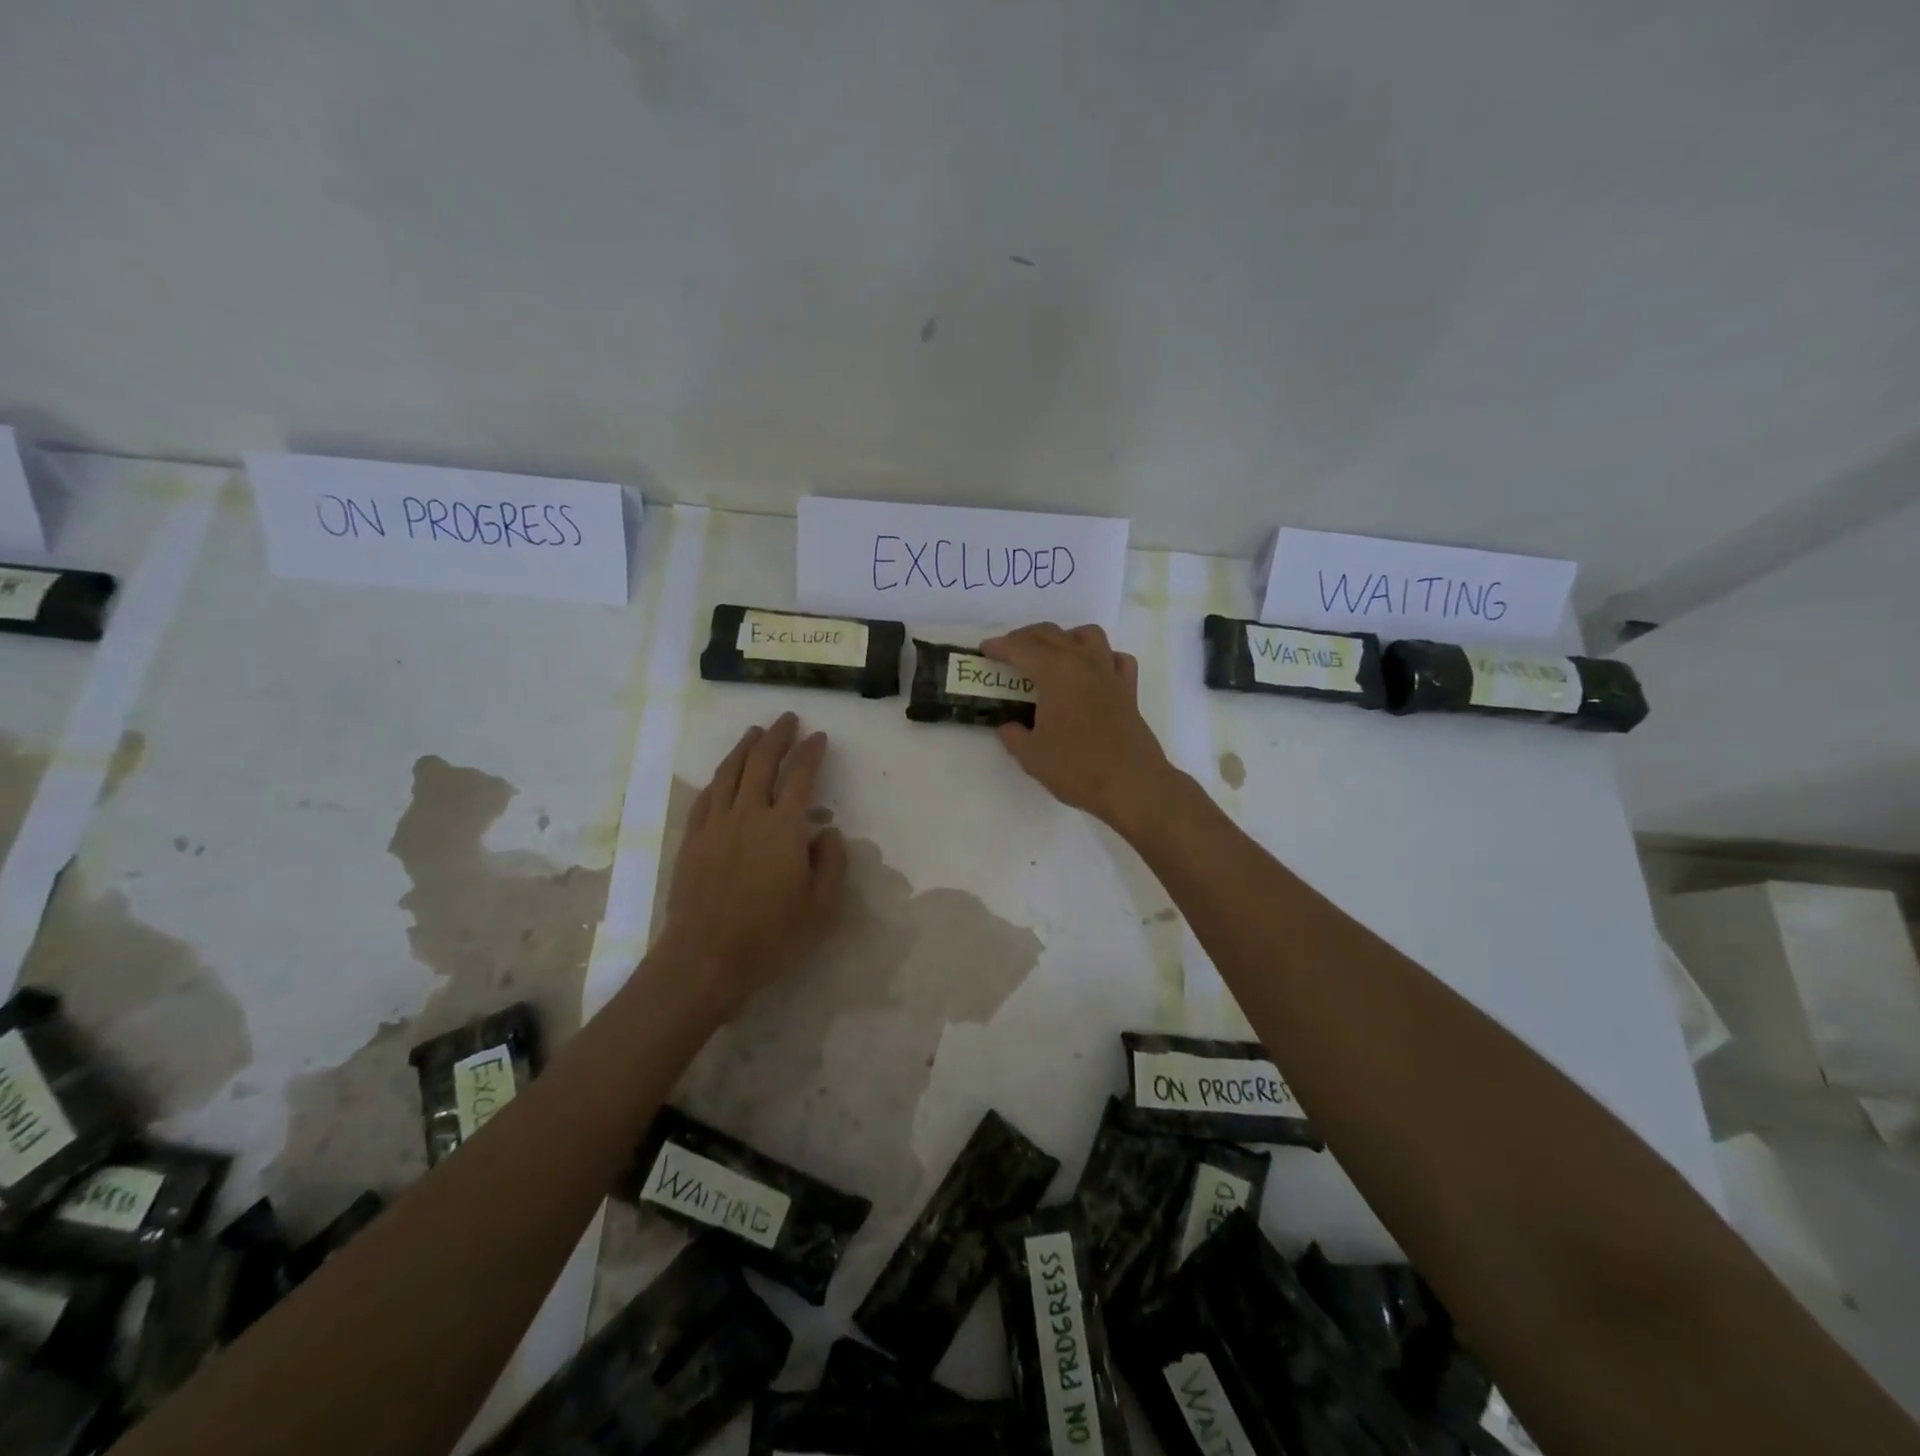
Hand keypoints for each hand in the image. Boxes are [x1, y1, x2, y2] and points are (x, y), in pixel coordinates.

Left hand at [656, 713, 848, 1014]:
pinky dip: (718, 778)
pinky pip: (706, 797)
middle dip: (777, 737)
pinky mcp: (692, 841)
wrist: (704, 960)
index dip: (811, 753)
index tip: (820, 737)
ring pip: (729, 773)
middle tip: (788, 720)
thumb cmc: (770, 937)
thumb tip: (827, 832)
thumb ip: (832, 863)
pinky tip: (722, 774)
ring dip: (745, 748)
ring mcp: (715, 826)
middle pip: (762, 763)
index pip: (801, 777)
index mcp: (783, 828)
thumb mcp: (822, 907)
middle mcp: (748, 815)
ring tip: (755, 733)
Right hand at [979, 623, 1178, 833]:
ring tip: (1052, 654)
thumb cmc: (1077, 768)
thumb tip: (1008, 727)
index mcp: (1055, 673)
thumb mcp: (1032, 756)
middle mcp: (1083, 663)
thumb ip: (1014, 736)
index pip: (1021, 648)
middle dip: (1026, 637)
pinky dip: (1102, 657)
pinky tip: (1092, 672)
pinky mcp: (1129, 690)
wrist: (1132, 784)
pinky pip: (1116, 659)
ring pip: (1088, 635)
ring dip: (1065, 637)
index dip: (1000, 646)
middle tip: (1009, 651)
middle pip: (1052, 634)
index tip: (985, 650)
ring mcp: (1110, 674)